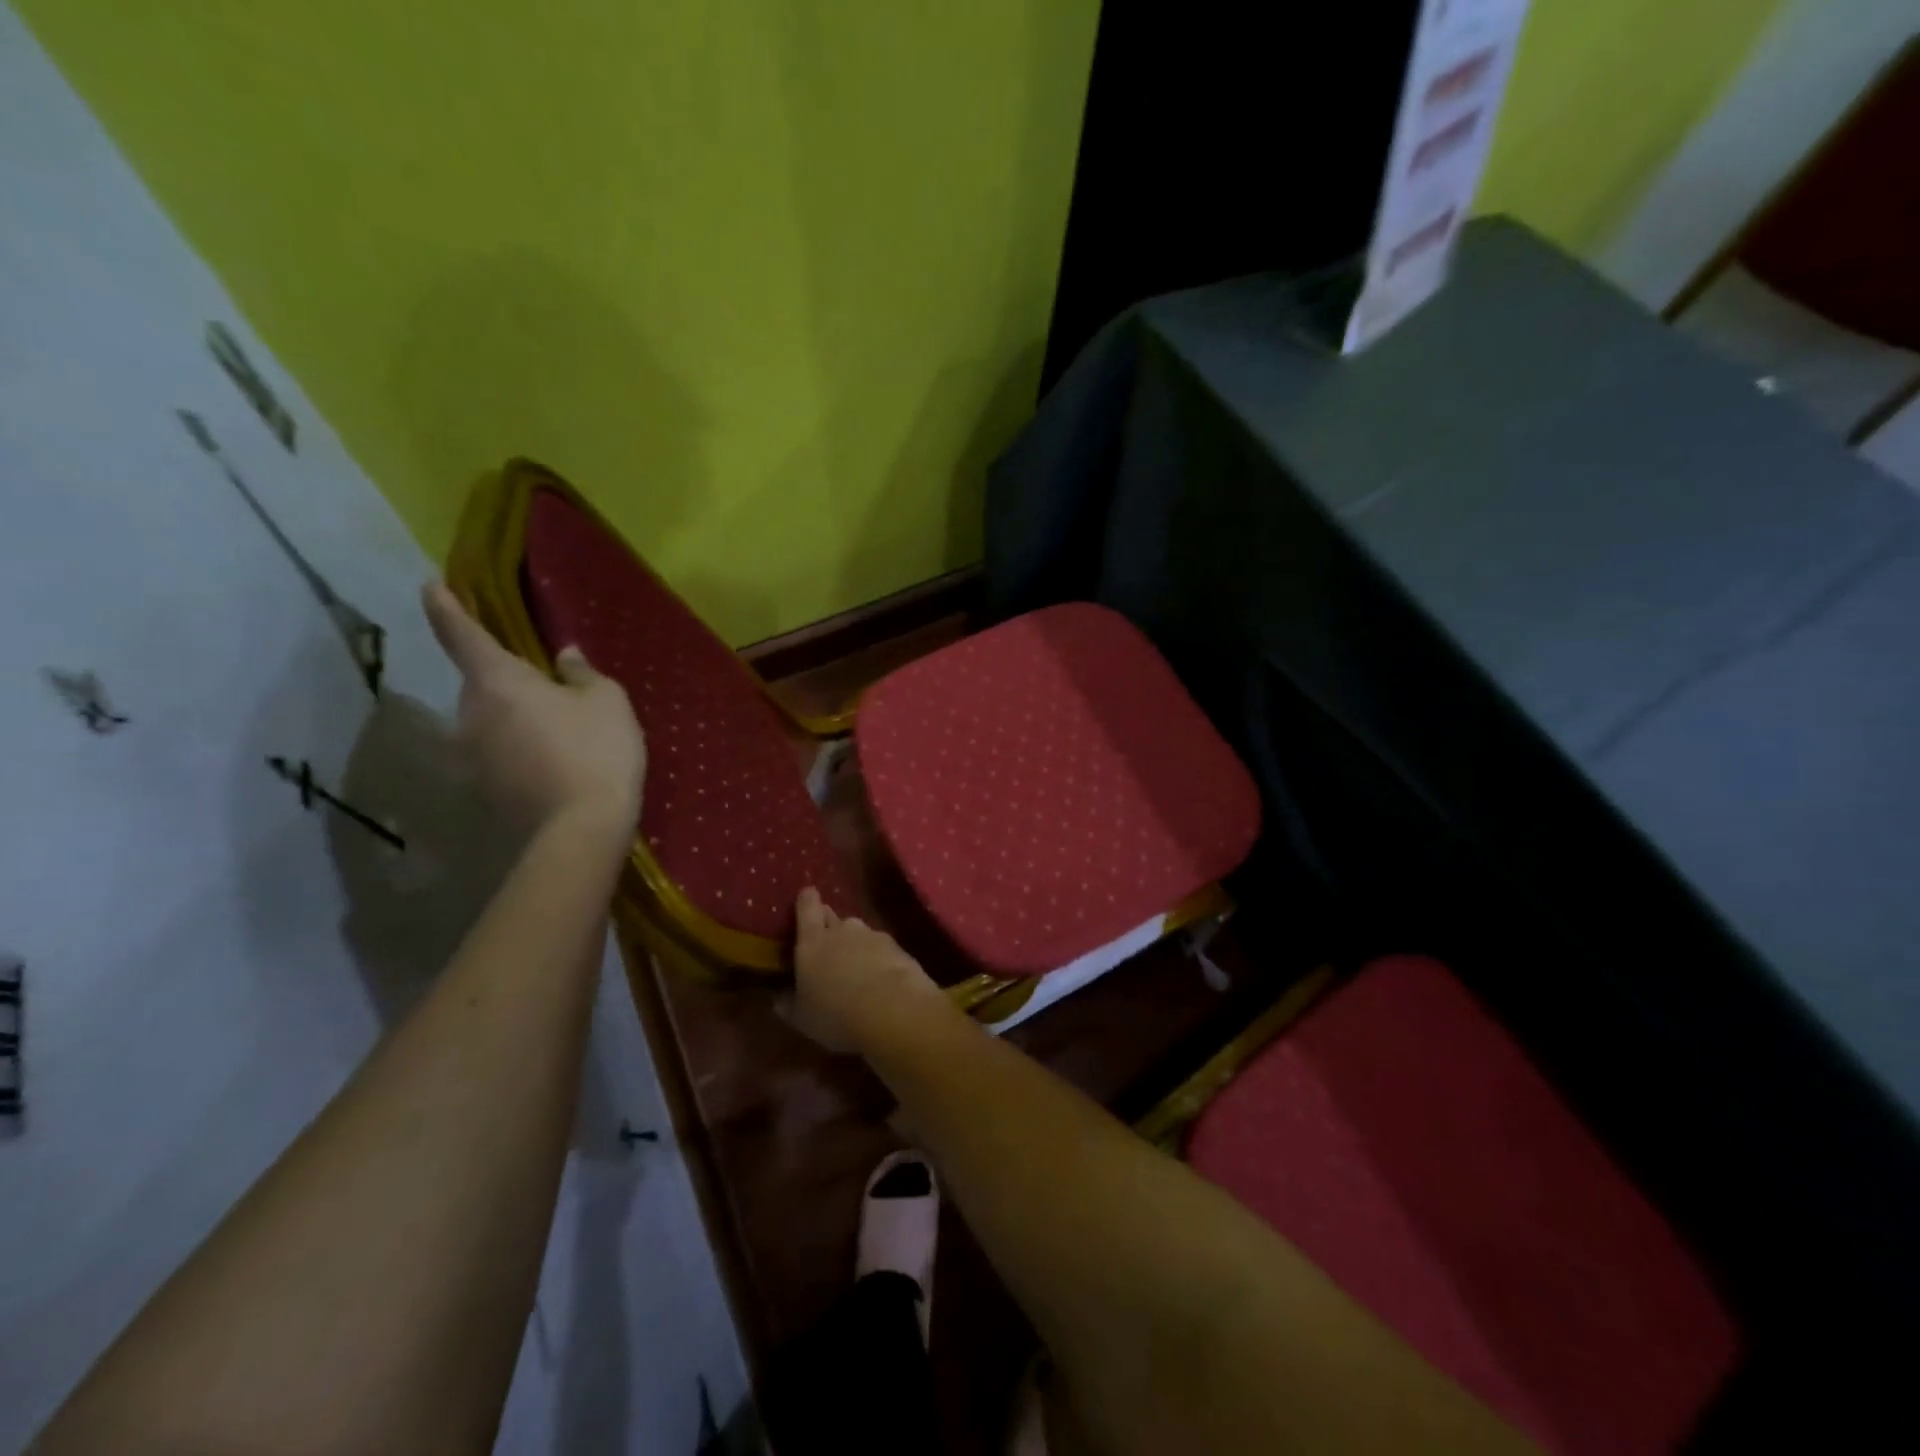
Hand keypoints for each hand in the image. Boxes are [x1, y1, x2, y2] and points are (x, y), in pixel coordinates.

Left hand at [422, 581, 645, 845]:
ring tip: (562, 734)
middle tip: (551, 689)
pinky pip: (501, 756)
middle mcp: (471, 714)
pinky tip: (557, 765)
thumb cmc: (596, 750)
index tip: (429, 586)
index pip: (462, 634)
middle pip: (483, 685)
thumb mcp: (607, 702)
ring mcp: (472, 756)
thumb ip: (583, 674)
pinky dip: (522, 752)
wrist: (582, 830)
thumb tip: (565, 658)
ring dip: (517, 720)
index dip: (446, 607)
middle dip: (509, 681)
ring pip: (492, 723)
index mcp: (498, 682)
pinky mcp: (484, 789)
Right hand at [789, 888, 948, 1053]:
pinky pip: (881, 947)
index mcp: (812, 941)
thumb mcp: (802, 1018)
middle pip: (832, 916)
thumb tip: (778, 998)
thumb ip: (788, 1004)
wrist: (893, 1010)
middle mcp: (842, 929)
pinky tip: (880, 980)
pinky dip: (878, 958)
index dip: (807, 901)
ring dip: (855, 945)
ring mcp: (872, 935)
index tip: (806, 899)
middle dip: (828, 925)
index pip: (807, 906)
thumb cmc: (836, 1014)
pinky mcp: (897, 946)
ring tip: (855, 970)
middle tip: (825, 946)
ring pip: (858, 933)